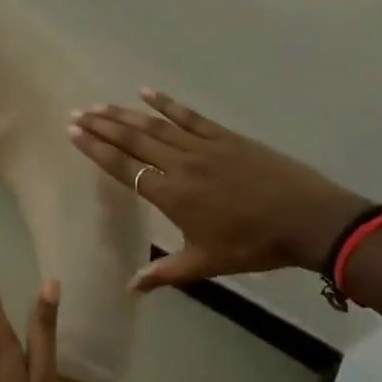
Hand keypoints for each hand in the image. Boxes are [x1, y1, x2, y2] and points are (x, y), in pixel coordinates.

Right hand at [69, 89, 369, 289]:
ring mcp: (203, 147)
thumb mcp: (206, 262)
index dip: (97, 150)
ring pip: (155, 126)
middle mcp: (180, 165)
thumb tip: (129, 289)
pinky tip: (147, 92)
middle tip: (77, 113)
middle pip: (133, 140)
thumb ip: (165, 273)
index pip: (125, 168)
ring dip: (125, 114)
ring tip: (100, 105)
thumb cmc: (253, 245)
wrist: (307, 220)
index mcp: (172, 195)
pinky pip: (189, 116)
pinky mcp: (225, 137)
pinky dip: (167, 103)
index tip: (74, 134)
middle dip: (102, 126)